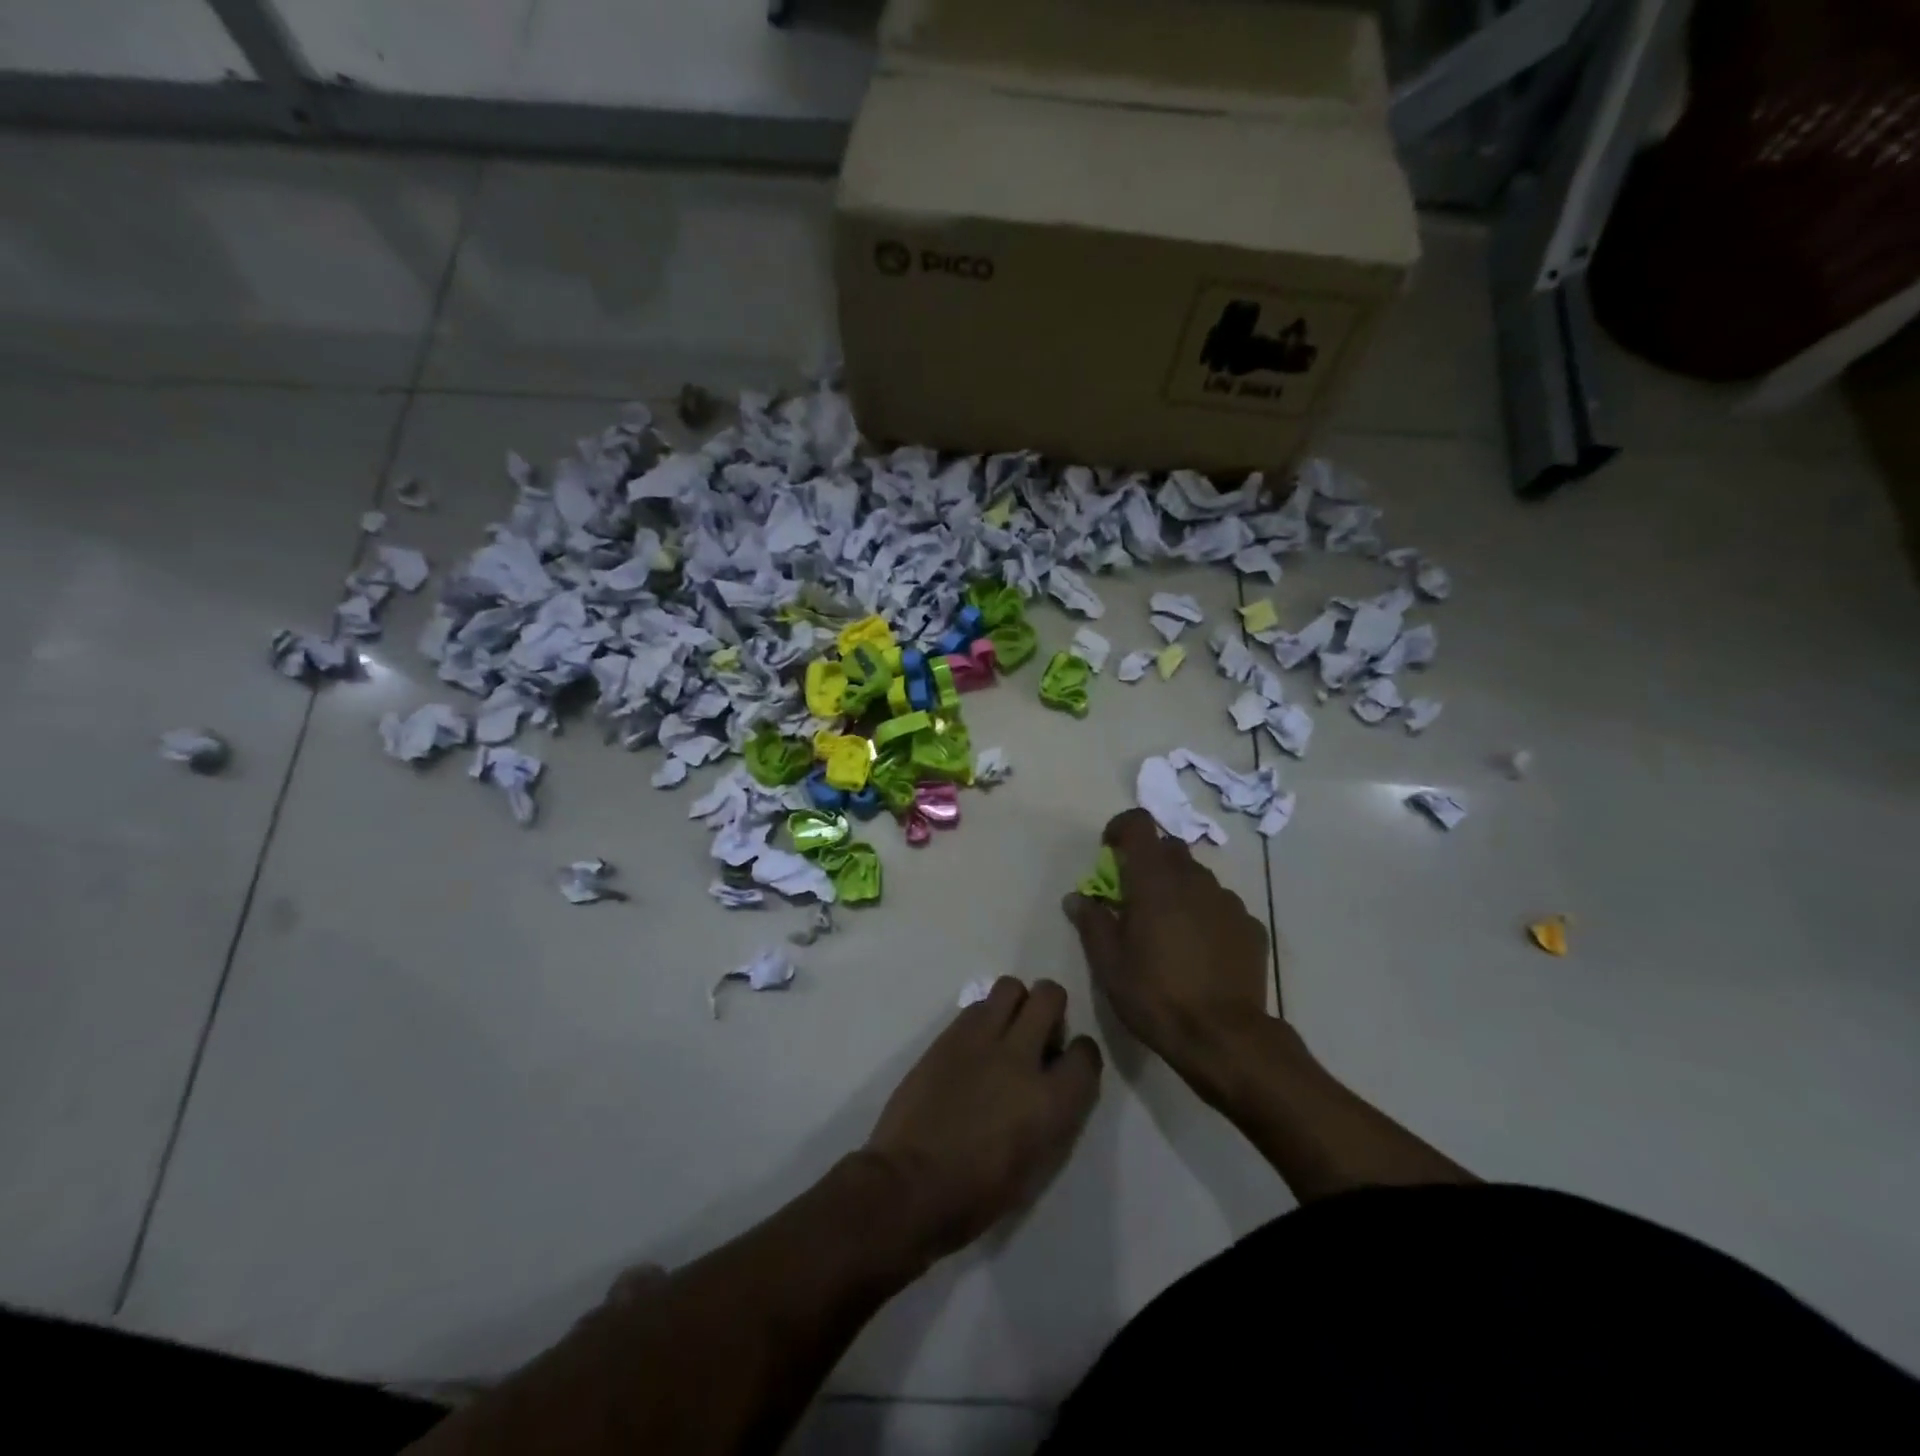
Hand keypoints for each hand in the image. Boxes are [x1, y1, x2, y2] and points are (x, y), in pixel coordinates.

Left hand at [865, 978, 1101, 1260]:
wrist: (910, 1184)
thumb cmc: (978, 1194)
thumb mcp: (1037, 1165)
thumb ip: (1054, 1113)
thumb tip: (1052, 1081)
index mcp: (1052, 1101)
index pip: (1086, 1052)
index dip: (1080, 1054)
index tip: (1067, 1063)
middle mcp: (1022, 1058)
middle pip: (1050, 996)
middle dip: (1050, 1008)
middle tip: (1038, 1033)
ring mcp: (981, 1040)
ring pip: (1010, 986)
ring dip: (1015, 1004)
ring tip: (1005, 1031)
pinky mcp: (948, 1035)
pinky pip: (976, 1006)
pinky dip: (983, 1017)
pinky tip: (974, 1045)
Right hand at [1064, 808, 1271, 1099]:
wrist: (1224, 1037)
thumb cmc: (1155, 995)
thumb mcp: (1109, 963)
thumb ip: (1091, 922)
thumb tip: (1077, 898)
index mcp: (1155, 880)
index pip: (1139, 824)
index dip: (1121, 828)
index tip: (1109, 851)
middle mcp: (1195, 879)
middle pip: (1169, 850)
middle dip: (1149, 863)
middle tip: (1134, 898)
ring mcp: (1228, 902)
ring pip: (1197, 878)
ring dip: (1178, 890)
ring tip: (1168, 930)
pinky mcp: (1250, 927)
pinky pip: (1221, 906)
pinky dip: (1205, 915)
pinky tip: (1199, 951)